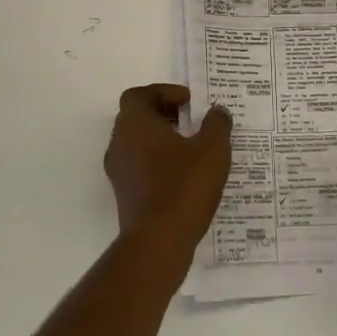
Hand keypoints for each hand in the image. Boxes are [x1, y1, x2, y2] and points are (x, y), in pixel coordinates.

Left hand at [105, 84, 232, 260]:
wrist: (158, 243)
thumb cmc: (183, 186)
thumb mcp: (212, 149)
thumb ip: (217, 124)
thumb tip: (217, 111)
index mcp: (135, 124)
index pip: (139, 95)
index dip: (164, 92)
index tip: (189, 102)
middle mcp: (120, 143)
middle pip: (136, 117)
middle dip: (164, 114)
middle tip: (192, 120)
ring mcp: (119, 172)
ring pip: (137, 143)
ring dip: (161, 139)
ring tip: (192, 147)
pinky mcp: (125, 195)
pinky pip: (140, 166)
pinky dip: (158, 162)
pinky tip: (185, 175)